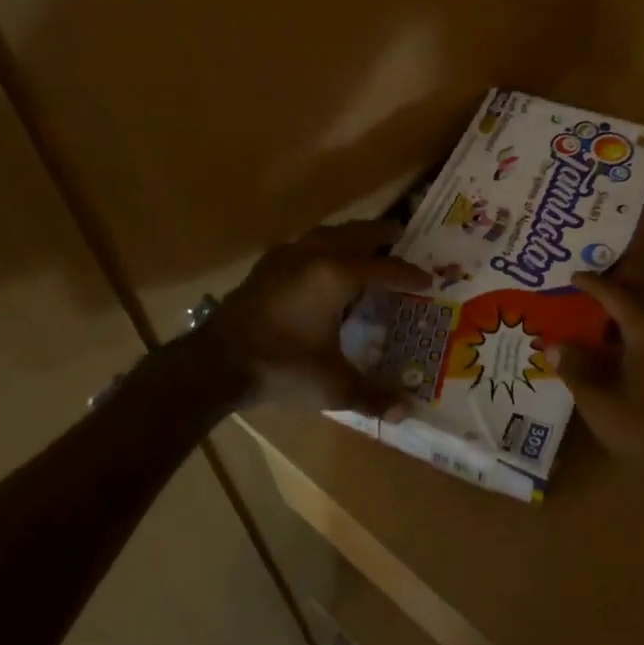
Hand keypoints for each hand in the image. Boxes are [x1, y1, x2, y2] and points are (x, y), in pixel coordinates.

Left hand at [204, 220, 430, 412]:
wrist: (215, 363)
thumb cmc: (281, 368)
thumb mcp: (332, 387)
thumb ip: (372, 396)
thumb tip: (407, 411)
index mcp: (336, 276)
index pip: (385, 268)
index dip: (408, 274)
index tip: (428, 278)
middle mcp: (314, 255)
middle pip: (356, 234)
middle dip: (382, 235)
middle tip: (402, 236)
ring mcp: (286, 256)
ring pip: (327, 233)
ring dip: (350, 236)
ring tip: (365, 245)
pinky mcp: (265, 266)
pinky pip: (303, 244)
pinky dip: (322, 246)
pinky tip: (320, 263)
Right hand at [557, 266, 643, 481]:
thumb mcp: (598, 402)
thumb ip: (575, 368)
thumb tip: (554, 345)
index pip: (615, 291)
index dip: (591, 281)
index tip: (572, 276)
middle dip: (625, 274)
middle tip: (597, 284)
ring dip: (641, 291)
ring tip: (610, 308)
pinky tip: (628, 339)